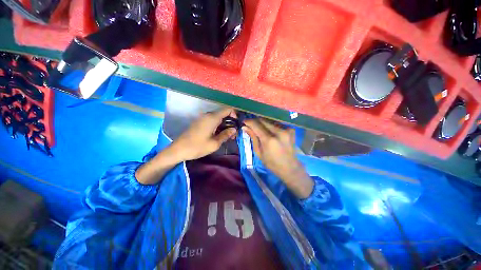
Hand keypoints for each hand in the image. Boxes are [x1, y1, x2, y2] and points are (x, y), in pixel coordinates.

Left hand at [170, 108, 236, 160]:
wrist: (178, 150)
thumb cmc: (197, 147)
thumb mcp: (215, 143)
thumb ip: (226, 134)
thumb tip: (234, 129)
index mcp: (212, 117)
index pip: (227, 109)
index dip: (235, 115)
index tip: (237, 125)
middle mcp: (207, 115)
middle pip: (223, 114)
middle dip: (230, 122)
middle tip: (233, 134)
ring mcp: (202, 118)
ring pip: (218, 118)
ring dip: (224, 125)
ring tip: (227, 136)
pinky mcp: (199, 122)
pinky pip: (212, 121)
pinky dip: (218, 126)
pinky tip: (219, 135)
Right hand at [243, 118, 313, 197]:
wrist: (289, 167)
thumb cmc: (271, 163)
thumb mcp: (259, 152)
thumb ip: (253, 138)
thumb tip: (245, 127)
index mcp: (269, 140)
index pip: (256, 125)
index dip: (249, 122)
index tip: (244, 122)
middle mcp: (278, 132)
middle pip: (263, 120)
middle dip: (255, 121)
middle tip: (250, 125)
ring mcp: (286, 130)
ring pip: (270, 121)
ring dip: (263, 123)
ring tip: (259, 128)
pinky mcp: (291, 130)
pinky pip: (277, 124)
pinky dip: (271, 126)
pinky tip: (269, 131)